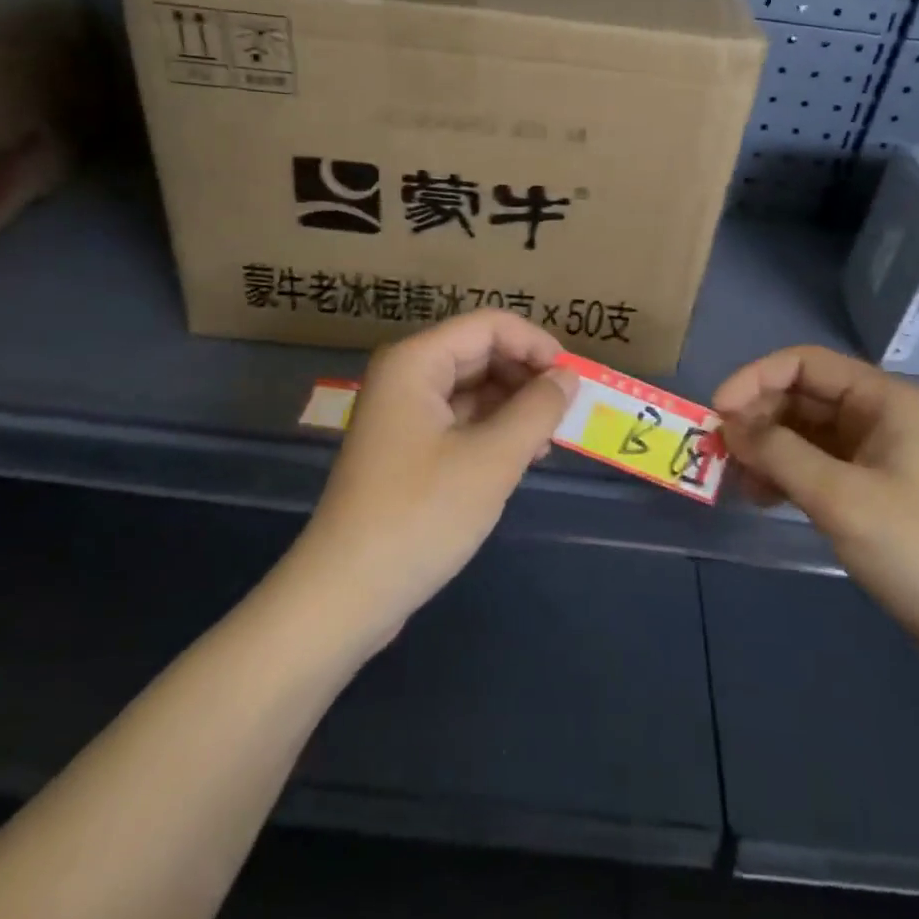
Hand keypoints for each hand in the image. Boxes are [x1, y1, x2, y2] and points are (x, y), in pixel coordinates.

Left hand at [286, 310, 577, 650]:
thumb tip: (567, 378)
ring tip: (547, 441)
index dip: (535, 344)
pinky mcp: (407, 448)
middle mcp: (406, 375)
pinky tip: (520, 458)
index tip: (573, 380)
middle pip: (480, 352)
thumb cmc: (421, 515)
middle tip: (565, 413)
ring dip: (513, 406)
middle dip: (526, 377)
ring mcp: (403, 413)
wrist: (346, 593)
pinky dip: (493, 430)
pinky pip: (459, 420)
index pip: (489, 325)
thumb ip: (537, 410)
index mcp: (416, 361)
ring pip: (472, 388)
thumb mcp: (492, 459)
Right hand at [713, 346, 918, 667]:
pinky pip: (815, 465)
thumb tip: (727, 425)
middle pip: (801, 396)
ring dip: (766, 448)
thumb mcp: (841, 498)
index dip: (755, 379)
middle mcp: (878, 416)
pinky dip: (784, 474)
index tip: (716, 412)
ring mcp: (876, 455)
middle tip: (718, 451)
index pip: (804, 363)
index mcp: (883, 399)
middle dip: (756, 417)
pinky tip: (761, 497)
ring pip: (804, 432)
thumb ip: (778, 453)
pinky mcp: (871, 492)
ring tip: (735, 480)